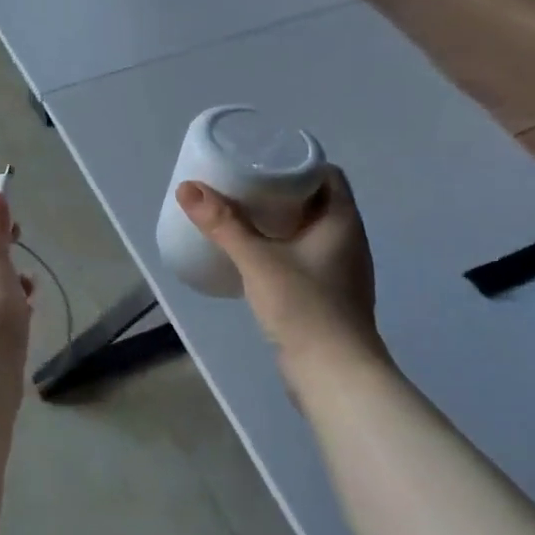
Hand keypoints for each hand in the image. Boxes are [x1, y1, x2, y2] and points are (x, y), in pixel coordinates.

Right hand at [175, 165, 385, 364]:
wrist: (334, 375)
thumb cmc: (304, 307)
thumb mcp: (258, 260)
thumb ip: (223, 224)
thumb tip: (187, 188)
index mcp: (341, 222)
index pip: (327, 175)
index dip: (297, 163)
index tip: (262, 160)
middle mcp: (347, 240)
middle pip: (316, 201)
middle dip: (280, 190)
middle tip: (241, 184)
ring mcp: (340, 270)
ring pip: (309, 230)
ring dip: (279, 220)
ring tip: (241, 214)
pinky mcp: (327, 294)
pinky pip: (304, 256)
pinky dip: (281, 246)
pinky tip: (253, 254)